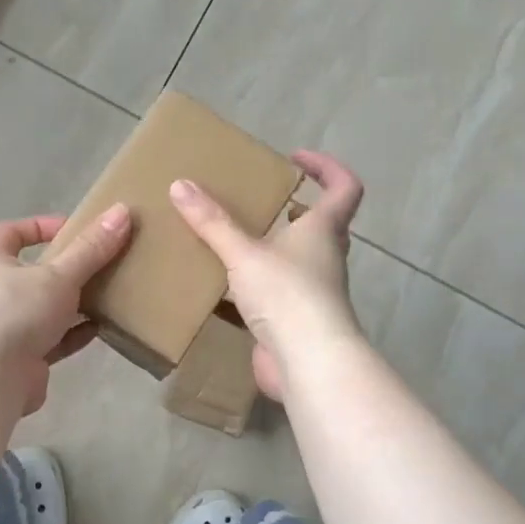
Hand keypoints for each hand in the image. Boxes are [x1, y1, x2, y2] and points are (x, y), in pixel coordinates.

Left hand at [0, 204, 133, 413]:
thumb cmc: (17, 311)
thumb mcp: (58, 275)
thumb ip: (91, 249)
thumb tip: (122, 211)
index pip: (9, 233)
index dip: (38, 226)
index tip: (71, 228)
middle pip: (32, 274)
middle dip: (64, 269)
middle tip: (99, 264)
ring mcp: (8, 330)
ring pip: (45, 310)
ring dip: (73, 304)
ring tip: (108, 295)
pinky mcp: (24, 360)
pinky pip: (54, 341)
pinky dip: (75, 334)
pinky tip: (101, 328)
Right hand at [170, 151, 364, 400]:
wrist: (308, 364)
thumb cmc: (287, 295)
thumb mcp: (244, 253)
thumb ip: (212, 222)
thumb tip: (180, 185)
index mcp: (323, 231)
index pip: (344, 188)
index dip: (327, 168)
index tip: (296, 159)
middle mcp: (325, 259)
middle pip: (321, 226)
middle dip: (295, 210)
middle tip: (259, 202)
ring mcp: (313, 293)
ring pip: (297, 261)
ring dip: (272, 250)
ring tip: (233, 242)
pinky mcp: (295, 322)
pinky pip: (276, 295)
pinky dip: (254, 287)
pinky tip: (224, 289)